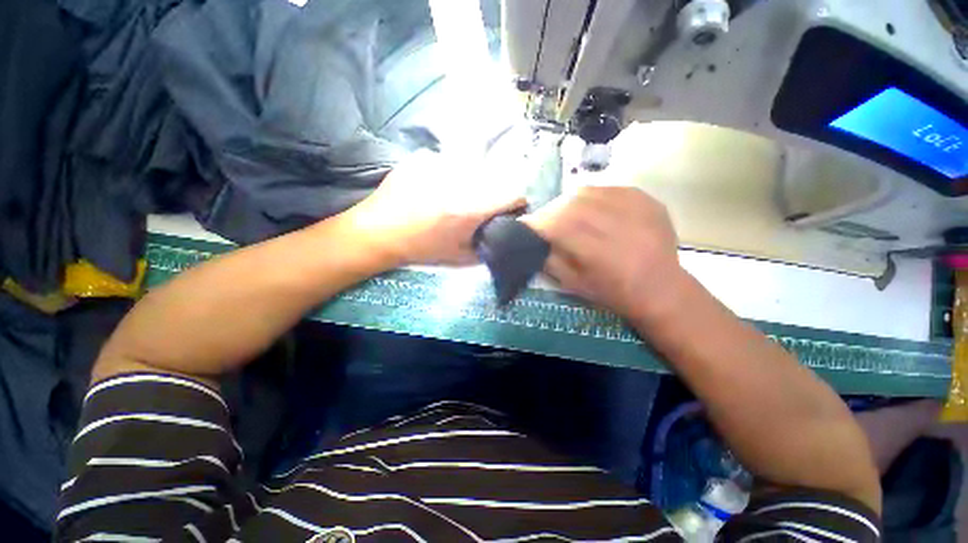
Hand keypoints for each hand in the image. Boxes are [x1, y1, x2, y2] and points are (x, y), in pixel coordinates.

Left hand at [340, 151, 526, 266]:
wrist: (379, 232)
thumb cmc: (421, 248)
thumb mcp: (459, 257)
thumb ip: (488, 247)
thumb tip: (504, 237)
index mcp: (471, 208)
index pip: (513, 193)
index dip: (516, 203)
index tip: (510, 211)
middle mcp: (460, 181)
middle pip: (495, 180)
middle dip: (493, 194)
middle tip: (476, 209)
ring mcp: (440, 164)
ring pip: (472, 169)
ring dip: (471, 184)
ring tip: (451, 199)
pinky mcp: (424, 157)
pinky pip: (449, 164)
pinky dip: (448, 176)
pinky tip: (433, 189)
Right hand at [522, 186, 683, 320]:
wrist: (660, 288)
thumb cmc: (613, 292)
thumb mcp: (575, 284)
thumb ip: (550, 260)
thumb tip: (532, 239)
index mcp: (599, 253)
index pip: (558, 226)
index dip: (537, 222)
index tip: (525, 224)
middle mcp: (618, 226)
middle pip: (571, 206)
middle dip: (550, 211)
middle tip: (544, 219)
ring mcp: (637, 209)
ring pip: (588, 192)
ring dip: (568, 201)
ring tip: (564, 213)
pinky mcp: (647, 200)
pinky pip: (609, 188)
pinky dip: (591, 196)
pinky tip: (589, 208)